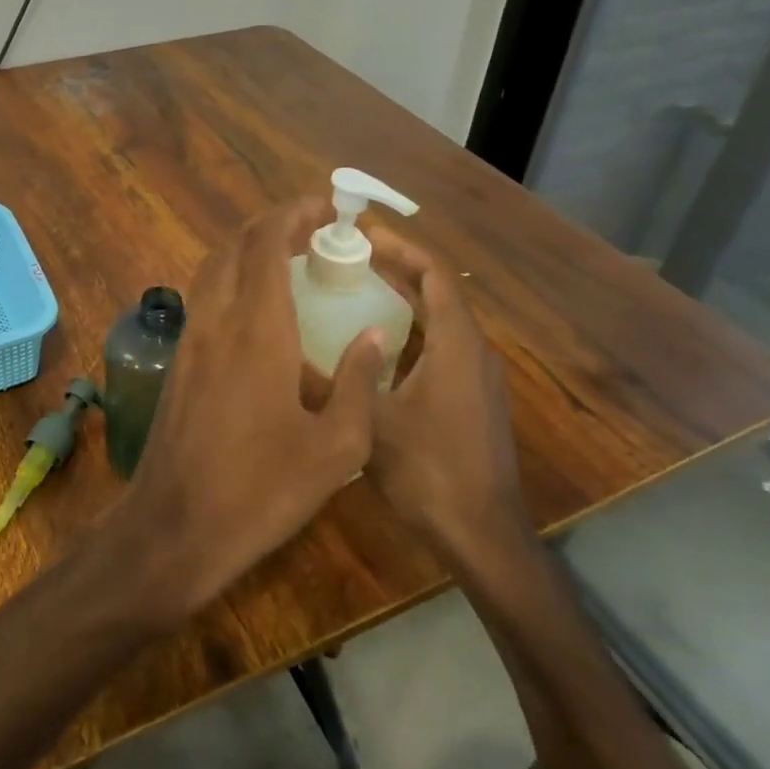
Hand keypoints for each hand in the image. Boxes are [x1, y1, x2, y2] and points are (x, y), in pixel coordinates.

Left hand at [115, 199, 386, 619]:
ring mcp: (190, 339)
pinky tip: (258, 309)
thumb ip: (359, 383)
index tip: (326, 210)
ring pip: (213, 268)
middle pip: (234, 244)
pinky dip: (231, 280)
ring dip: (248, 250)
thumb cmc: (261, 490)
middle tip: (313, 232)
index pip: (266, 242)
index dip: (294, 214)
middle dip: (272, 225)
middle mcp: (216, 319)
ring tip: (289, 261)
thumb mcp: (335, 448)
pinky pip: (204, 297)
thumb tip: (375, 336)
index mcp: (257, 328)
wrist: (175, 526)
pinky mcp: (178, 361)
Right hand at [365, 226, 534, 579]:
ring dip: (404, 301)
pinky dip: (411, 332)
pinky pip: (442, 347)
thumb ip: (331, 383)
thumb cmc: (429, 470)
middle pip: (438, 293)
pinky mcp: (474, 400)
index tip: (363, 234)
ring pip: (440, 322)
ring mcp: (478, 378)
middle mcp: (474, 352)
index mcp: (456, 345)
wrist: (482, 534)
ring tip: (356, 291)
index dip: (401, 248)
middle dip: (397, 270)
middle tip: (349, 259)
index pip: (434, 275)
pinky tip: (376, 347)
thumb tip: (286, 353)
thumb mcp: (369, 423)